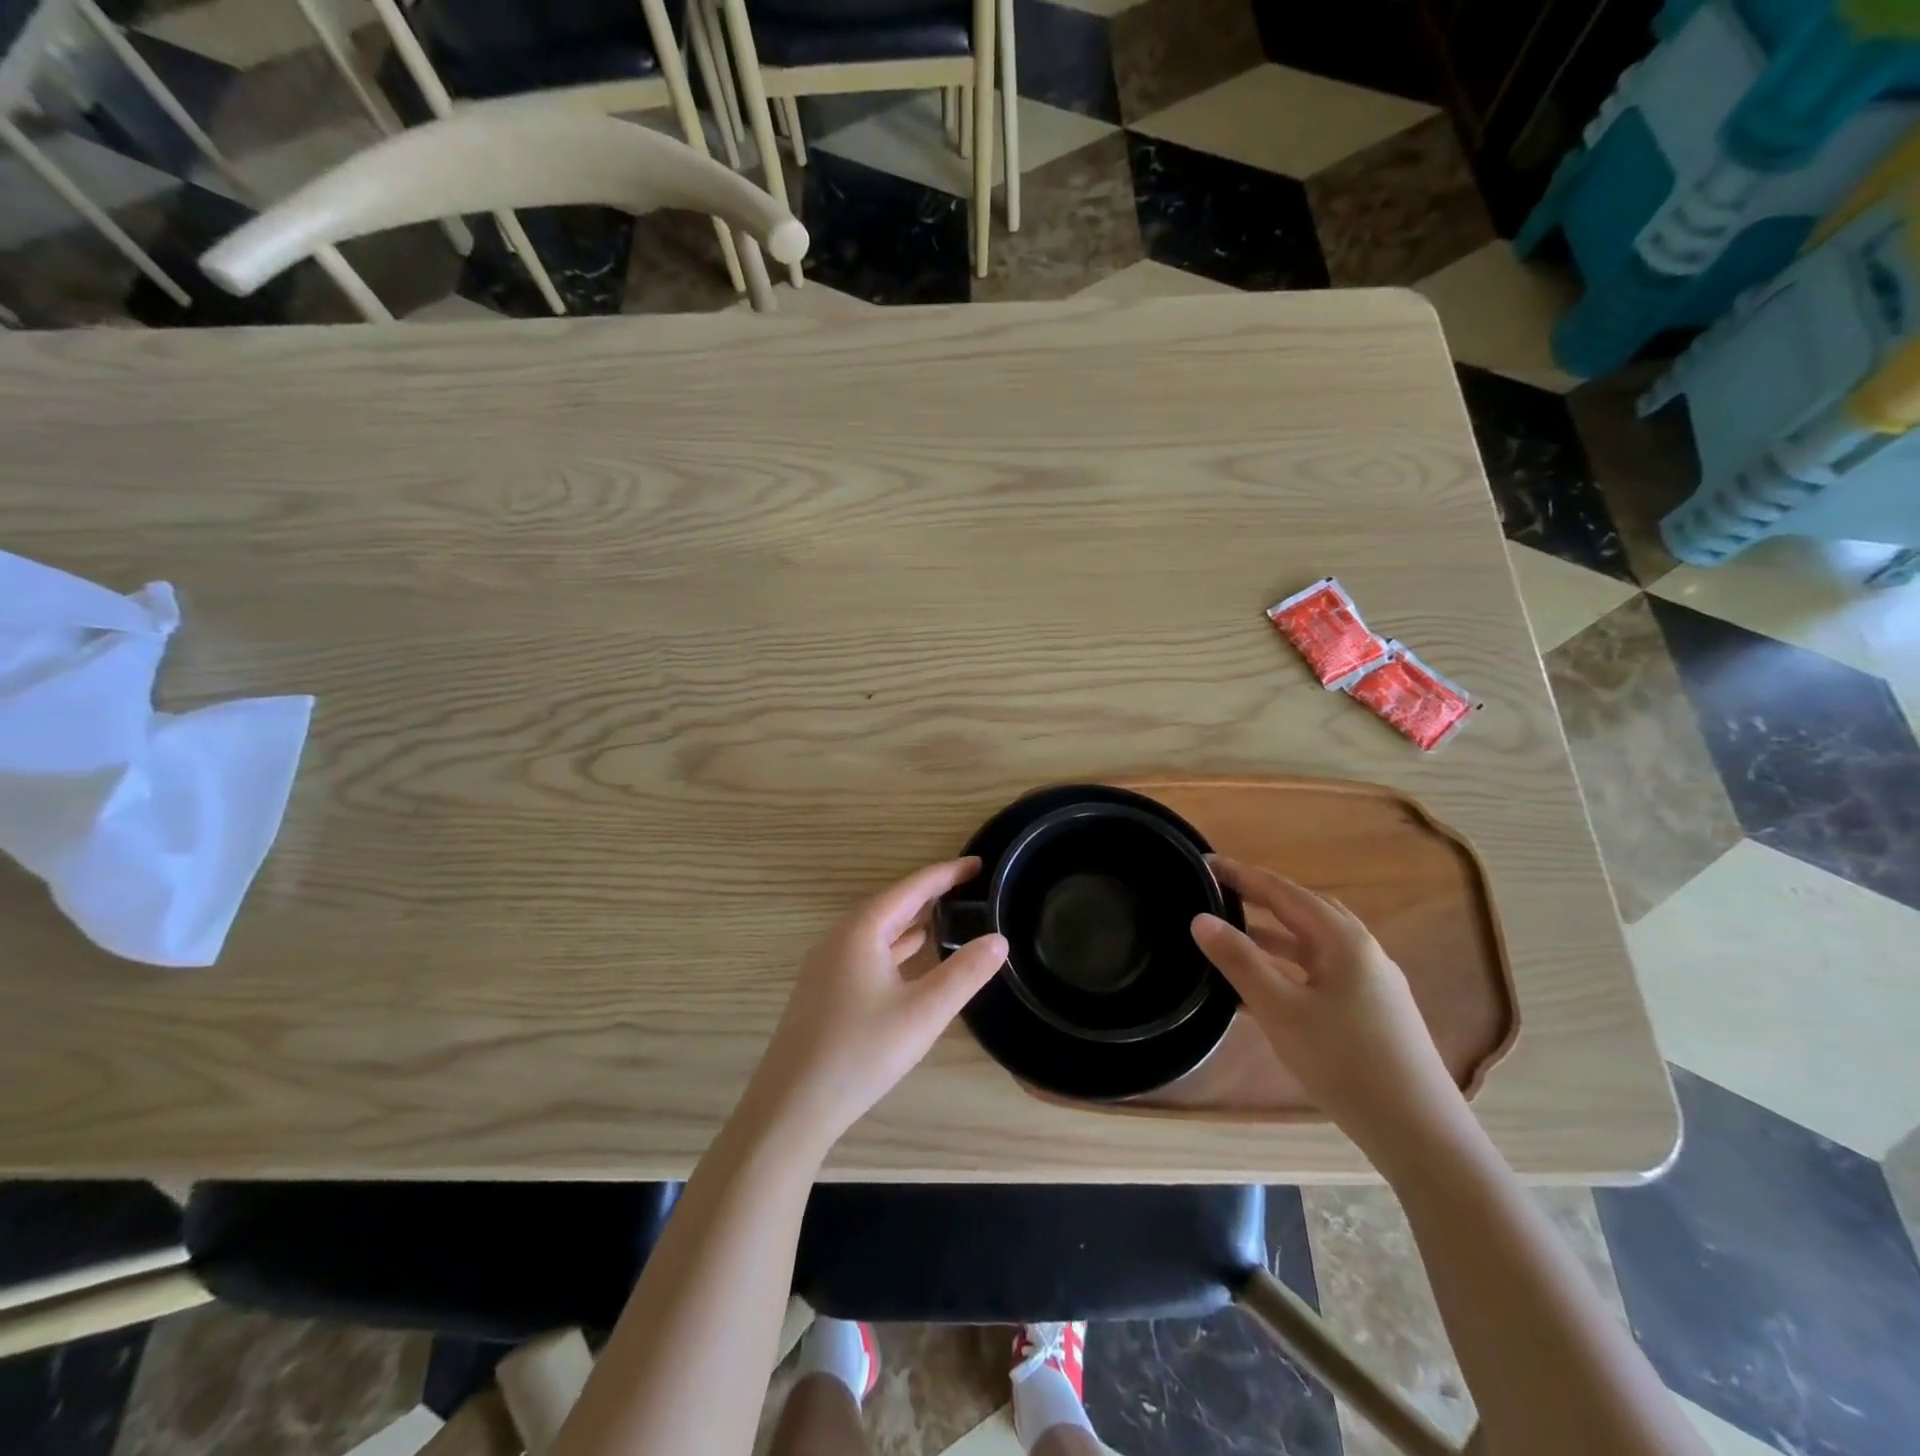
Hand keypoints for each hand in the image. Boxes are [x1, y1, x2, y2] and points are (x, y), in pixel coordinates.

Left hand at [745, 858, 1007, 1154]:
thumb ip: (964, 973)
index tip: (978, 863)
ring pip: (878, 929)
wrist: (792, 1105)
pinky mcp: (825, 988)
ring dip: (912, 920)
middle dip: (931, 893)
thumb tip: (999, 940)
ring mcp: (828, 963)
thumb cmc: (861, 1052)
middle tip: (970, 888)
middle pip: (893, 903)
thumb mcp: (924, 1012)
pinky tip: (913, 957)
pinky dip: (896, 945)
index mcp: (862, 930)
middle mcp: (841, 937)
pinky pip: (868, 950)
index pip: (912, 887)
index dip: (947, 874)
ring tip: (950, 916)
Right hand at [1191, 857, 1463, 1155]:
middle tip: (1219, 892)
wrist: (1420, 1134)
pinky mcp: (1373, 1011)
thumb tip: (1200, 919)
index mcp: (1343, 939)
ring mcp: (1372, 982)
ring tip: (1233, 934)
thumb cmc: (1345, 1062)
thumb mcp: (1281, 1009)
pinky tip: (1265, 986)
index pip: (1283, 891)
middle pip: (1303, 910)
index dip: (1242, 875)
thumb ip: (1239, 961)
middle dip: (1260, 897)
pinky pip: (1321, 971)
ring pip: (1313, 944)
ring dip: (1273, 934)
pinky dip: (1289, 966)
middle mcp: (1362, 951)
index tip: (1205, 864)